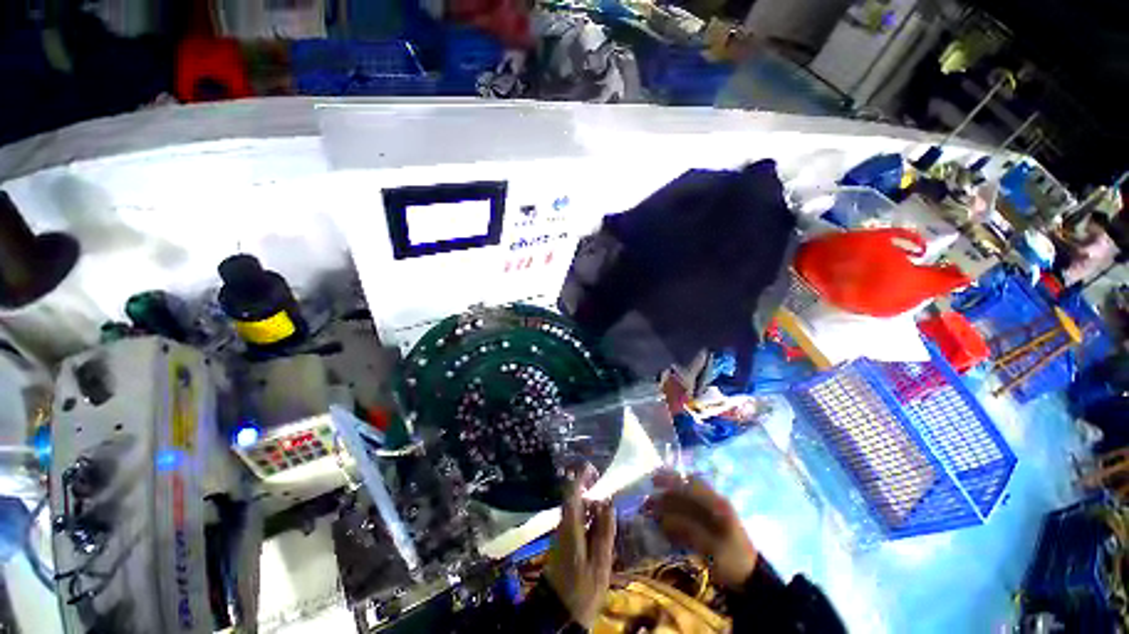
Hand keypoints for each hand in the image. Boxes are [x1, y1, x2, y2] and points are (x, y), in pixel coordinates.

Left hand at [545, 467, 615, 629]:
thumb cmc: (582, 589)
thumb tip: (608, 504)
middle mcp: (563, 526)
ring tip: (602, 498)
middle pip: (572, 499)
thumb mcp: (600, 563)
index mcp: (571, 528)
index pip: (573, 495)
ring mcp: (562, 534)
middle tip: (600, 479)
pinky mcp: (563, 542)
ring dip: (585, 500)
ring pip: (572, 509)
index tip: (592, 467)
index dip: (581, 479)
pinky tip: (596, 518)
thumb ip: (604, 532)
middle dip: (584, 486)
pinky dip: (584, 513)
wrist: (560, 612)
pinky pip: (574, 519)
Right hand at [647, 469, 757, 588]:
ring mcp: (710, 514)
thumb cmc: (732, 561)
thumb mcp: (711, 548)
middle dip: (665, 493)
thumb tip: (662, 518)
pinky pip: (686, 514)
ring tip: (650, 511)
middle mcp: (712, 503)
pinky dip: (673, 516)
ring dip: (666, 504)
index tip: (652, 481)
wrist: (751, 581)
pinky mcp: (706, 525)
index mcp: (716, 503)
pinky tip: (662, 524)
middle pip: (684, 491)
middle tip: (647, 499)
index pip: (690, 483)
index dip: (670, 480)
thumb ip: (686, 529)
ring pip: (683, 502)